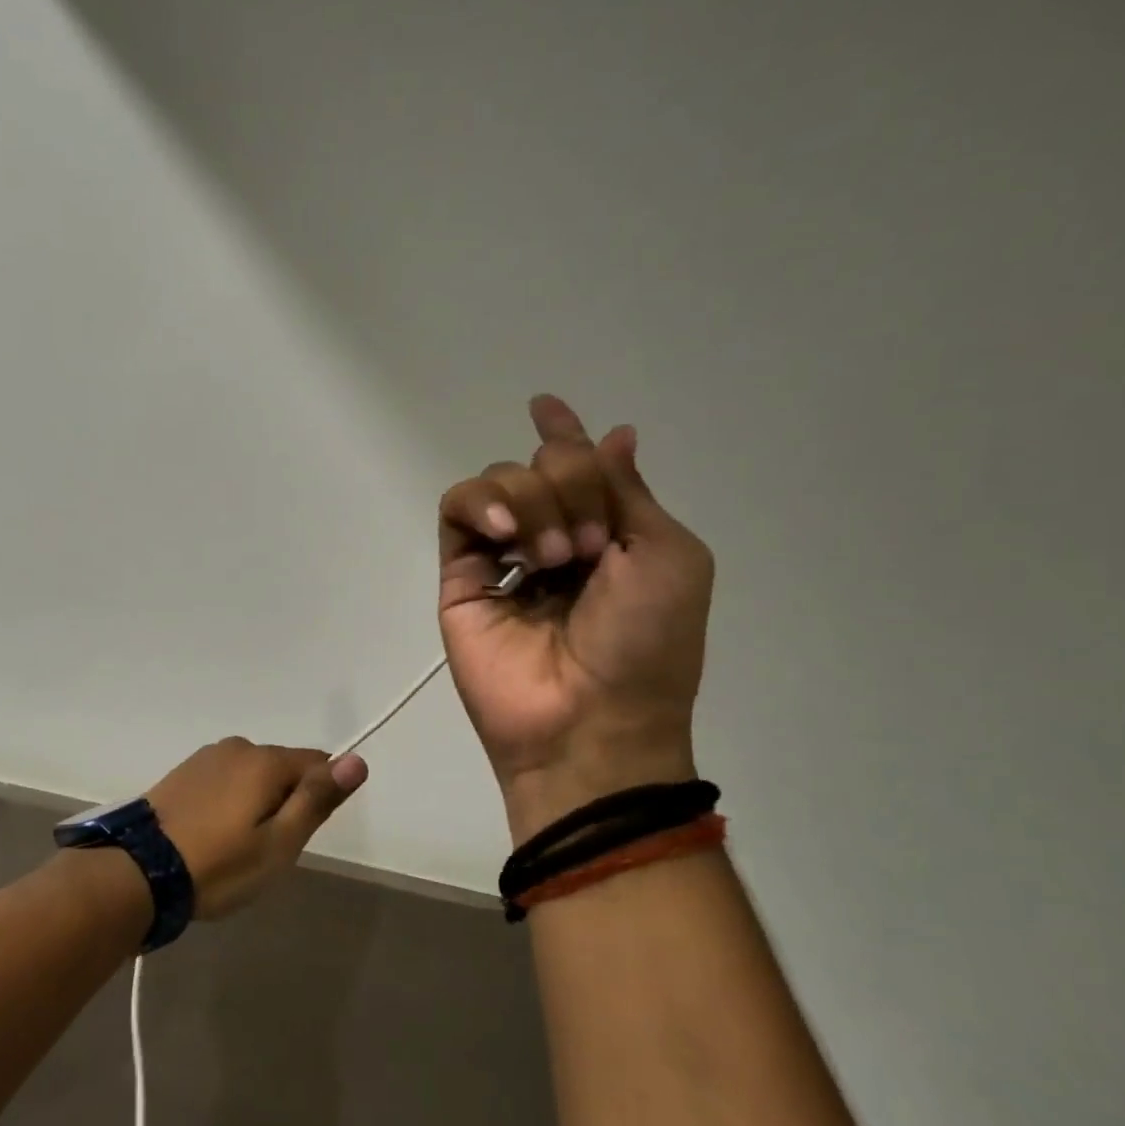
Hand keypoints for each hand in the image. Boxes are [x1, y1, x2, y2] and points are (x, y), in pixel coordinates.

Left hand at [145, 739, 368, 918]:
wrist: (138, 871)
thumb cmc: (218, 864)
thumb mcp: (279, 843)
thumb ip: (317, 799)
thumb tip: (357, 760)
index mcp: (265, 760)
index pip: (318, 763)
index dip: (318, 799)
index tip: (297, 834)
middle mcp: (238, 747)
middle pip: (283, 769)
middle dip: (285, 802)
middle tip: (264, 850)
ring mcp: (207, 757)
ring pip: (252, 775)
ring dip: (255, 802)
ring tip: (234, 846)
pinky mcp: (183, 771)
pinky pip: (224, 780)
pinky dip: (229, 802)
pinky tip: (211, 834)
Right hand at [438, 394, 713, 841]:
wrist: (591, 720)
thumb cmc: (647, 644)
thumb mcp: (667, 556)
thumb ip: (629, 492)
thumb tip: (615, 433)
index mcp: (605, 535)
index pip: (577, 469)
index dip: (565, 436)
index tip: (544, 405)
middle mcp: (550, 538)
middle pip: (541, 465)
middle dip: (569, 483)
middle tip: (586, 546)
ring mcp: (501, 558)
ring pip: (497, 482)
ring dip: (533, 502)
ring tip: (552, 557)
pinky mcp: (460, 576)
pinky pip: (457, 511)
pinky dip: (481, 505)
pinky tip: (507, 536)